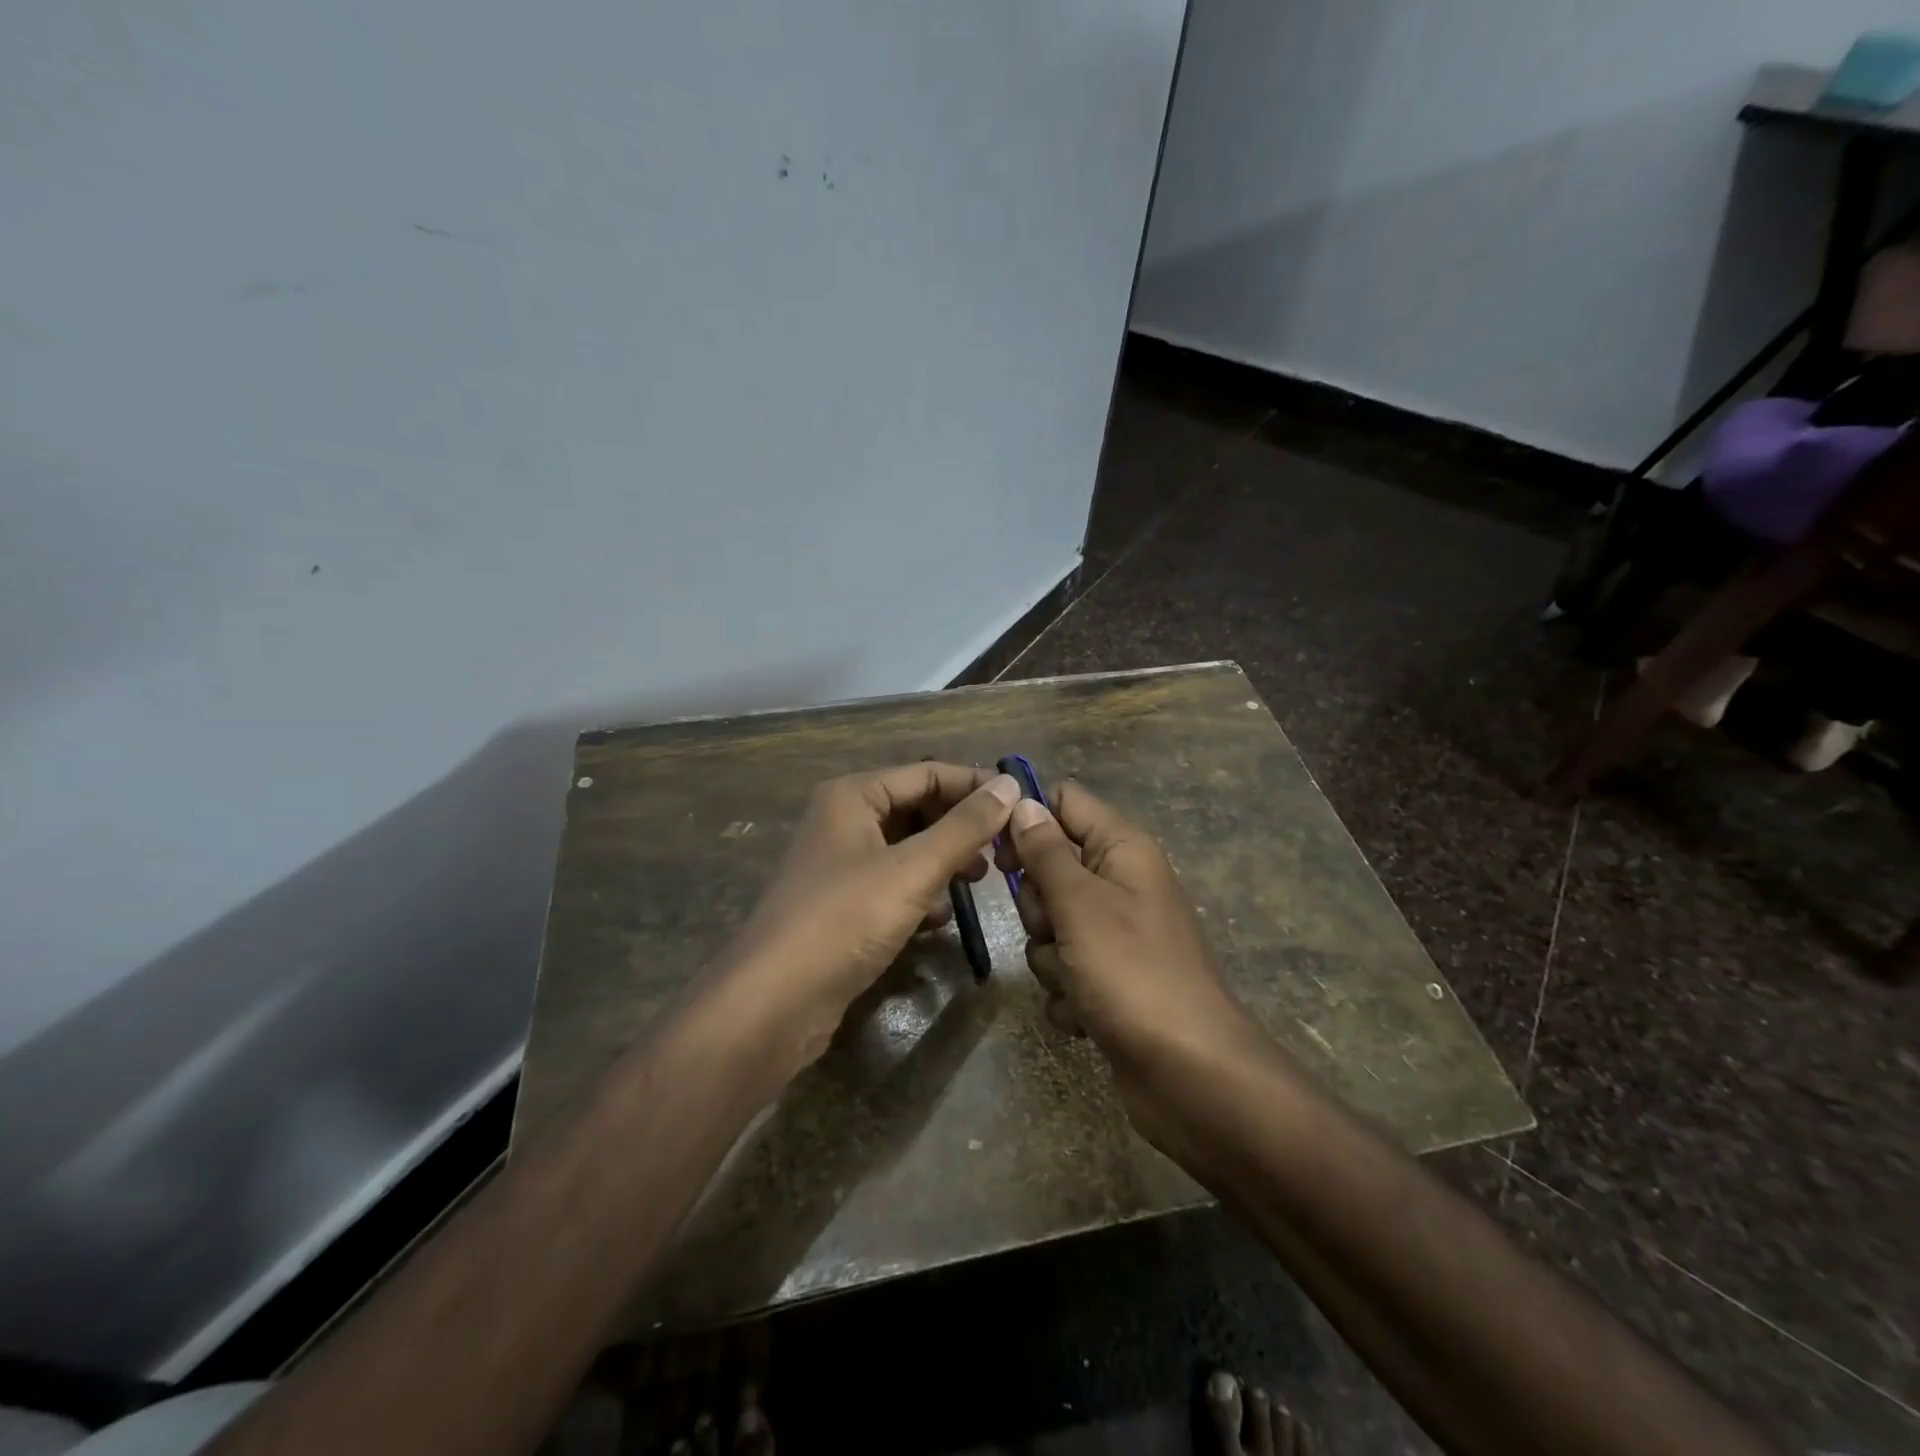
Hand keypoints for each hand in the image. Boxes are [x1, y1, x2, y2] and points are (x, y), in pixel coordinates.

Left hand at [712, 762, 1020, 1071]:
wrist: (774, 1003)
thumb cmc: (844, 920)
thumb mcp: (913, 870)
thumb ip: (965, 827)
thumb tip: (1012, 785)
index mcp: (853, 796)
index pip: (927, 773)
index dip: (975, 785)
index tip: (1023, 806)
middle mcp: (844, 820)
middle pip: (917, 808)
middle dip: (961, 826)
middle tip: (1005, 849)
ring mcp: (841, 864)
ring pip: (908, 848)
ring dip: (945, 859)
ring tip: (981, 878)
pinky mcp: (843, 904)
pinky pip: (894, 883)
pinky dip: (922, 892)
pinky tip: (943, 917)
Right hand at [1003, 781, 1251, 1063]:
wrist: (1188, 1073)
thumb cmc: (1132, 973)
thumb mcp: (1079, 903)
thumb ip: (1045, 851)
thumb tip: (1022, 801)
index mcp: (1122, 849)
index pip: (1064, 801)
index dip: (1028, 818)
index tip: (998, 850)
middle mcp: (1119, 883)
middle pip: (1049, 868)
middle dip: (1038, 905)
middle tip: (1055, 928)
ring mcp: (1114, 934)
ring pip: (1050, 924)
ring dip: (1049, 957)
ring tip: (1075, 981)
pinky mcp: (1108, 979)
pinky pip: (1063, 968)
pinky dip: (1066, 992)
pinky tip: (1085, 1014)